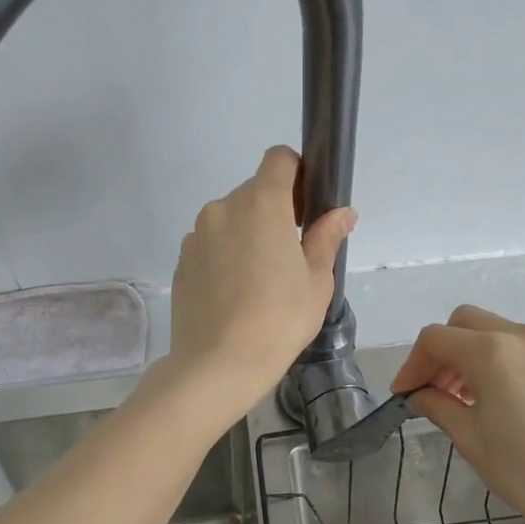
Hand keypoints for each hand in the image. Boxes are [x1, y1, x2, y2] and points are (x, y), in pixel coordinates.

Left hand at [167, 146, 355, 421]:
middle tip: (289, 256)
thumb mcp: (317, 281)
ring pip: (229, 220)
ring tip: (259, 281)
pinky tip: (234, 295)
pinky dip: (224, 257)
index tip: (305, 207)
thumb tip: (342, 212)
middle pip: (253, 191)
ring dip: (246, 235)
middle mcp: (223, 208)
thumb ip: (326, 237)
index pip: (278, 159)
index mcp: (261, 204)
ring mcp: (196, 235)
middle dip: (273, 212)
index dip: (296, 174)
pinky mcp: (181, 262)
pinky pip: (210, 245)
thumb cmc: (279, 319)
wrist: (218, 364)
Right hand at [390, 305, 524, 523]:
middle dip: (444, 351)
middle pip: (467, 323)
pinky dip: (510, 364)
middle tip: (437, 391)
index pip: (436, 339)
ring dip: (477, 356)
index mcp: (493, 353)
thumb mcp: (472, 440)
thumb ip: (439, 406)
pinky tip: (513, 403)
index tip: (406, 395)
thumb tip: (421, 395)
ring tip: (472, 399)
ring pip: (502, 333)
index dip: (413, 364)